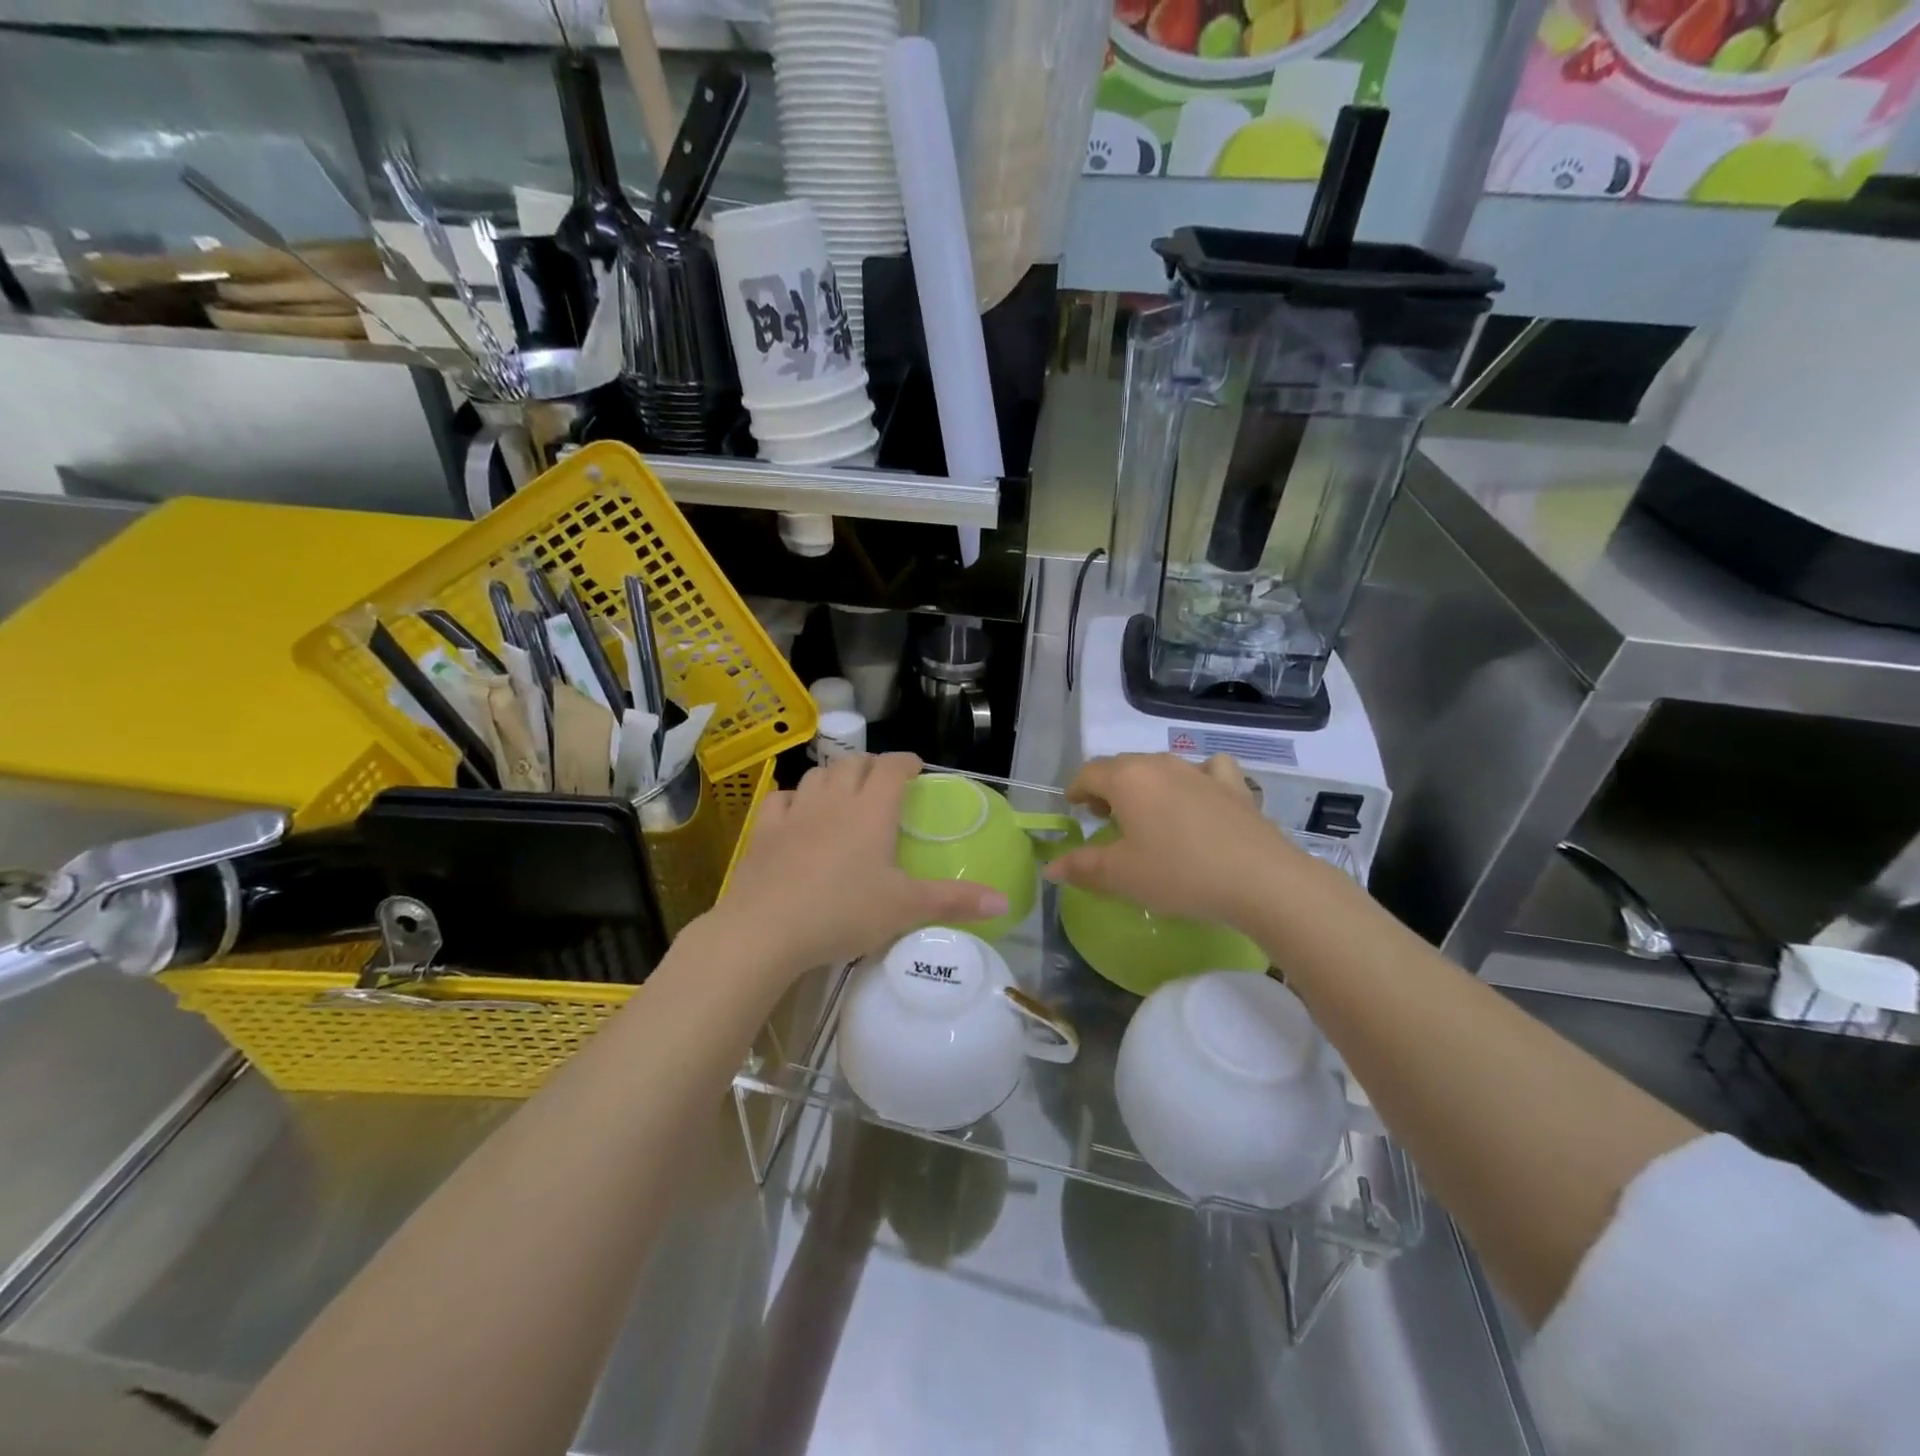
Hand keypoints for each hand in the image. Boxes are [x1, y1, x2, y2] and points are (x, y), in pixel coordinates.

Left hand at [709, 753, 1009, 980]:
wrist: (766, 929)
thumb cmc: (844, 912)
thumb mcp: (905, 908)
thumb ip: (955, 901)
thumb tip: (1003, 901)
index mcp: (872, 810)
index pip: (893, 767)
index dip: (906, 762)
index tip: (915, 769)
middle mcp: (835, 799)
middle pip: (854, 763)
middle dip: (872, 765)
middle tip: (883, 783)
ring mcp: (796, 811)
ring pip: (817, 775)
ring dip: (834, 776)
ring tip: (844, 793)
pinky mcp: (765, 830)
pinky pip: (781, 798)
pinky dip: (794, 798)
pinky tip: (797, 813)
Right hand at [1046, 753, 1310, 929]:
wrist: (1261, 879)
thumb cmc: (1179, 874)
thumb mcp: (1122, 876)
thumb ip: (1082, 867)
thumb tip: (1051, 866)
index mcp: (1127, 779)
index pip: (1088, 773)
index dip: (1076, 790)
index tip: (1074, 810)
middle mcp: (1160, 764)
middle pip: (1122, 766)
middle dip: (1107, 788)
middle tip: (1106, 820)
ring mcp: (1200, 771)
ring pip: (1160, 766)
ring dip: (1145, 784)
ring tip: (1149, 815)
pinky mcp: (1234, 786)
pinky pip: (1207, 770)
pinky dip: (1195, 779)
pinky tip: (1200, 799)